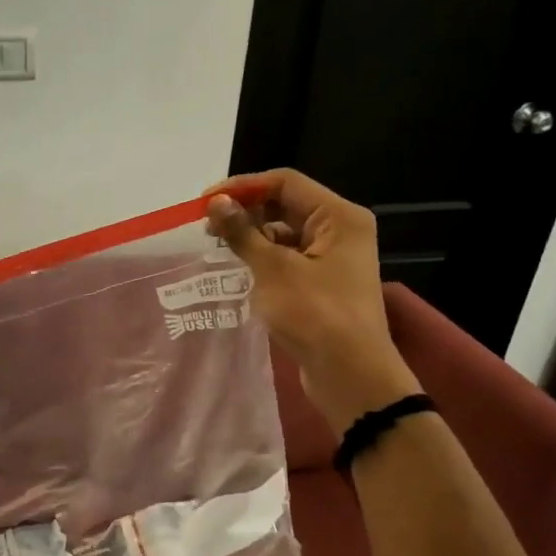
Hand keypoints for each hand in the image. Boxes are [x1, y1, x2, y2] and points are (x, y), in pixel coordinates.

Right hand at [206, 170, 421, 430]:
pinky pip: (288, 259)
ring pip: (285, 234)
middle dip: (245, 212)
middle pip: (285, 205)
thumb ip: (242, 233)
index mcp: (339, 216)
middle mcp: (340, 230)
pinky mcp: (323, 284)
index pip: (286, 182)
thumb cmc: (315, 314)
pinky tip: (237, 271)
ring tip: (217, 249)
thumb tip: (216, 202)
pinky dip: (262, 260)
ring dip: (251, 237)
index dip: (243, 187)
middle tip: (206, 227)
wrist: (350, 373)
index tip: (205, 202)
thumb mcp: (273, 270)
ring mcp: (333, 258)